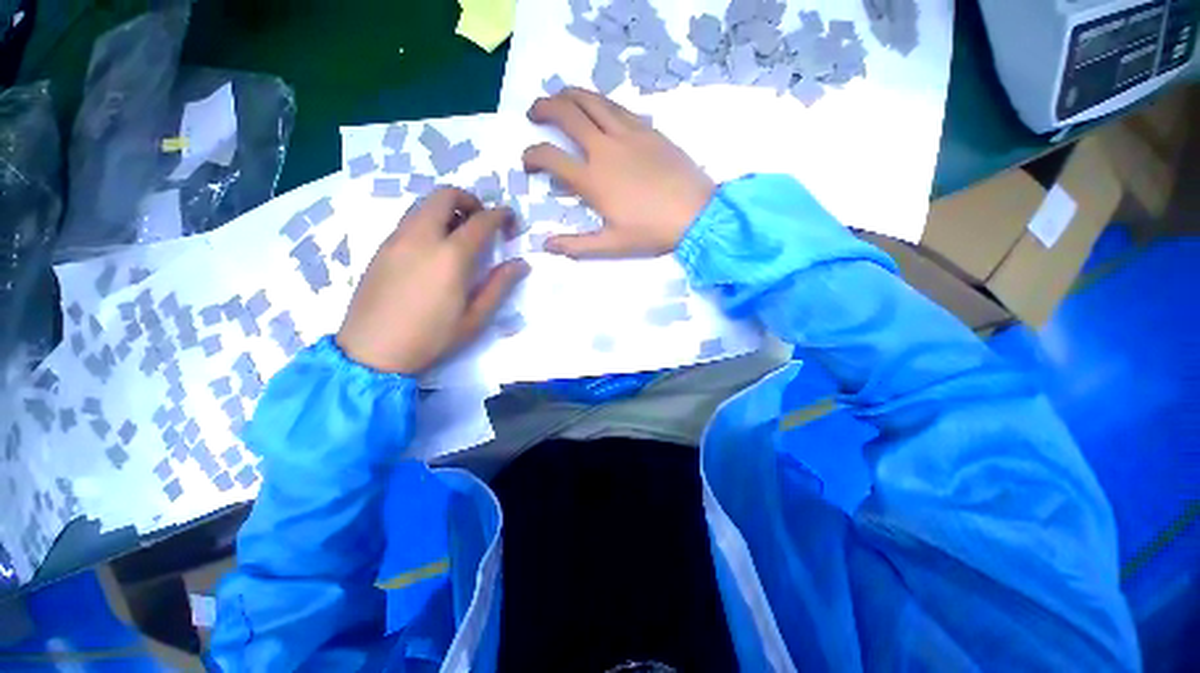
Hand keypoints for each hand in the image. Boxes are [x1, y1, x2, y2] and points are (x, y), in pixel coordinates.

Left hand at [336, 188, 529, 374]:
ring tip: (460, 234)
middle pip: (445, 196)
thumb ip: (499, 286)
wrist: (372, 352)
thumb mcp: (474, 318)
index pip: (481, 220)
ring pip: (423, 204)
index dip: (500, 215)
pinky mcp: (381, 248)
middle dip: (470, 200)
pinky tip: (435, 249)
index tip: (511, 221)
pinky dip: (428, 221)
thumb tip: (521, 263)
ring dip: (447, 209)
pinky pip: (409, 220)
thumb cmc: (431, 338)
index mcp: (450, 256)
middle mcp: (421, 237)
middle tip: (482, 221)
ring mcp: (396, 239)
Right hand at [523, 87, 715, 258]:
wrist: (696, 214)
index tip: (528, 162)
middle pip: (566, 114)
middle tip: (534, 113)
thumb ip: (576, 245)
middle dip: (543, 108)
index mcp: (593, 180)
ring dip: (568, 95)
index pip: (550, 157)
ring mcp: (628, 134)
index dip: (532, 156)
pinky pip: (617, 106)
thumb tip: (545, 245)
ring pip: (591, 100)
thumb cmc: (652, 232)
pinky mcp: (648, 129)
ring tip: (558, 98)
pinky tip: (597, 108)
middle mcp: (605, 148)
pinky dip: (598, 102)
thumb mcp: (612, 245)